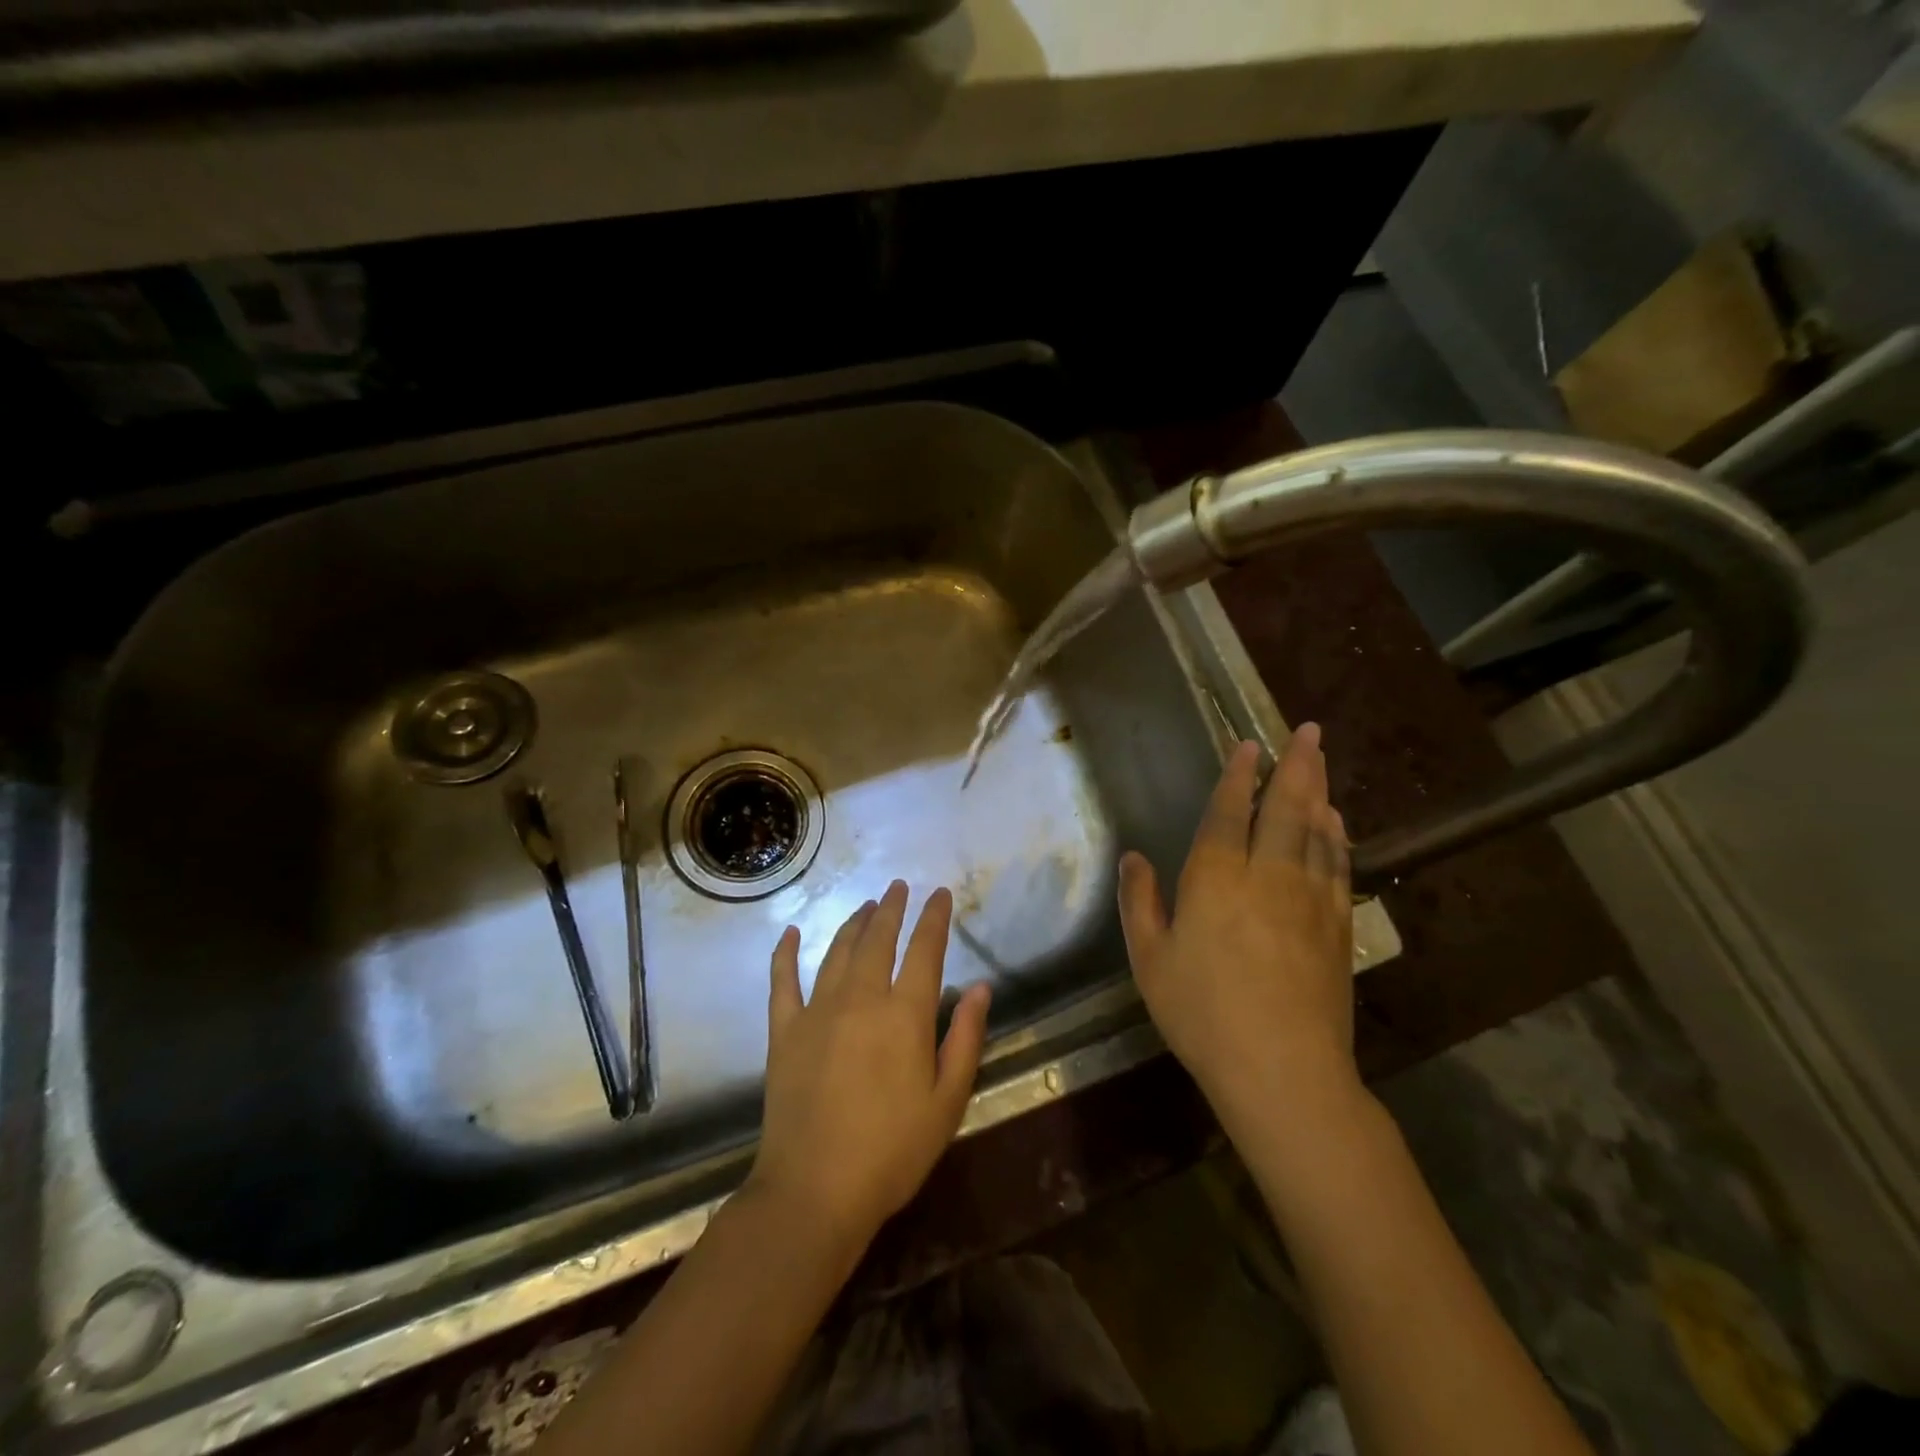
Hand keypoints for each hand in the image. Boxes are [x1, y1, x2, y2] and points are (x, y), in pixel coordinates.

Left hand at [747, 881, 992, 1251]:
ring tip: (866, 906)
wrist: (814, 1190)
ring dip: (853, 923)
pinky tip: (789, 933)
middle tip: (898, 887)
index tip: (939, 893)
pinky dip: (785, 954)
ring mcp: (817, 1011)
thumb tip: (979, 988)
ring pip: (837, 951)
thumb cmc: (892, 1151)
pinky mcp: (784, 1031)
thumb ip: (966, 1039)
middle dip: (891, 909)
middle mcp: (861, 998)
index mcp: (905, 1014)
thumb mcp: (947, 1101)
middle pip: (878, 939)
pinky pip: (782, 981)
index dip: (934, 917)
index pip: (924, 950)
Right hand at [1118, 724, 1356, 1124]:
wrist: (1282, 1070)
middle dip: (1295, 766)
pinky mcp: (1335, 926)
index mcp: (1215, 879)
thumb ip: (1140, 903)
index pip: (1228, 813)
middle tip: (1307, 731)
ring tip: (1321, 762)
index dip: (1238, 776)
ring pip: (1317, 831)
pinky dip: (1338, 837)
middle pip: (1284, 809)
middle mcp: (1266, 876)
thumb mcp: (1150, 960)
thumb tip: (1133, 857)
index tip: (1250, 744)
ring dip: (1319, 791)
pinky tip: (1337, 823)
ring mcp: (1308, 899)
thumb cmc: (1202, 1013)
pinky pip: (1337, 866)